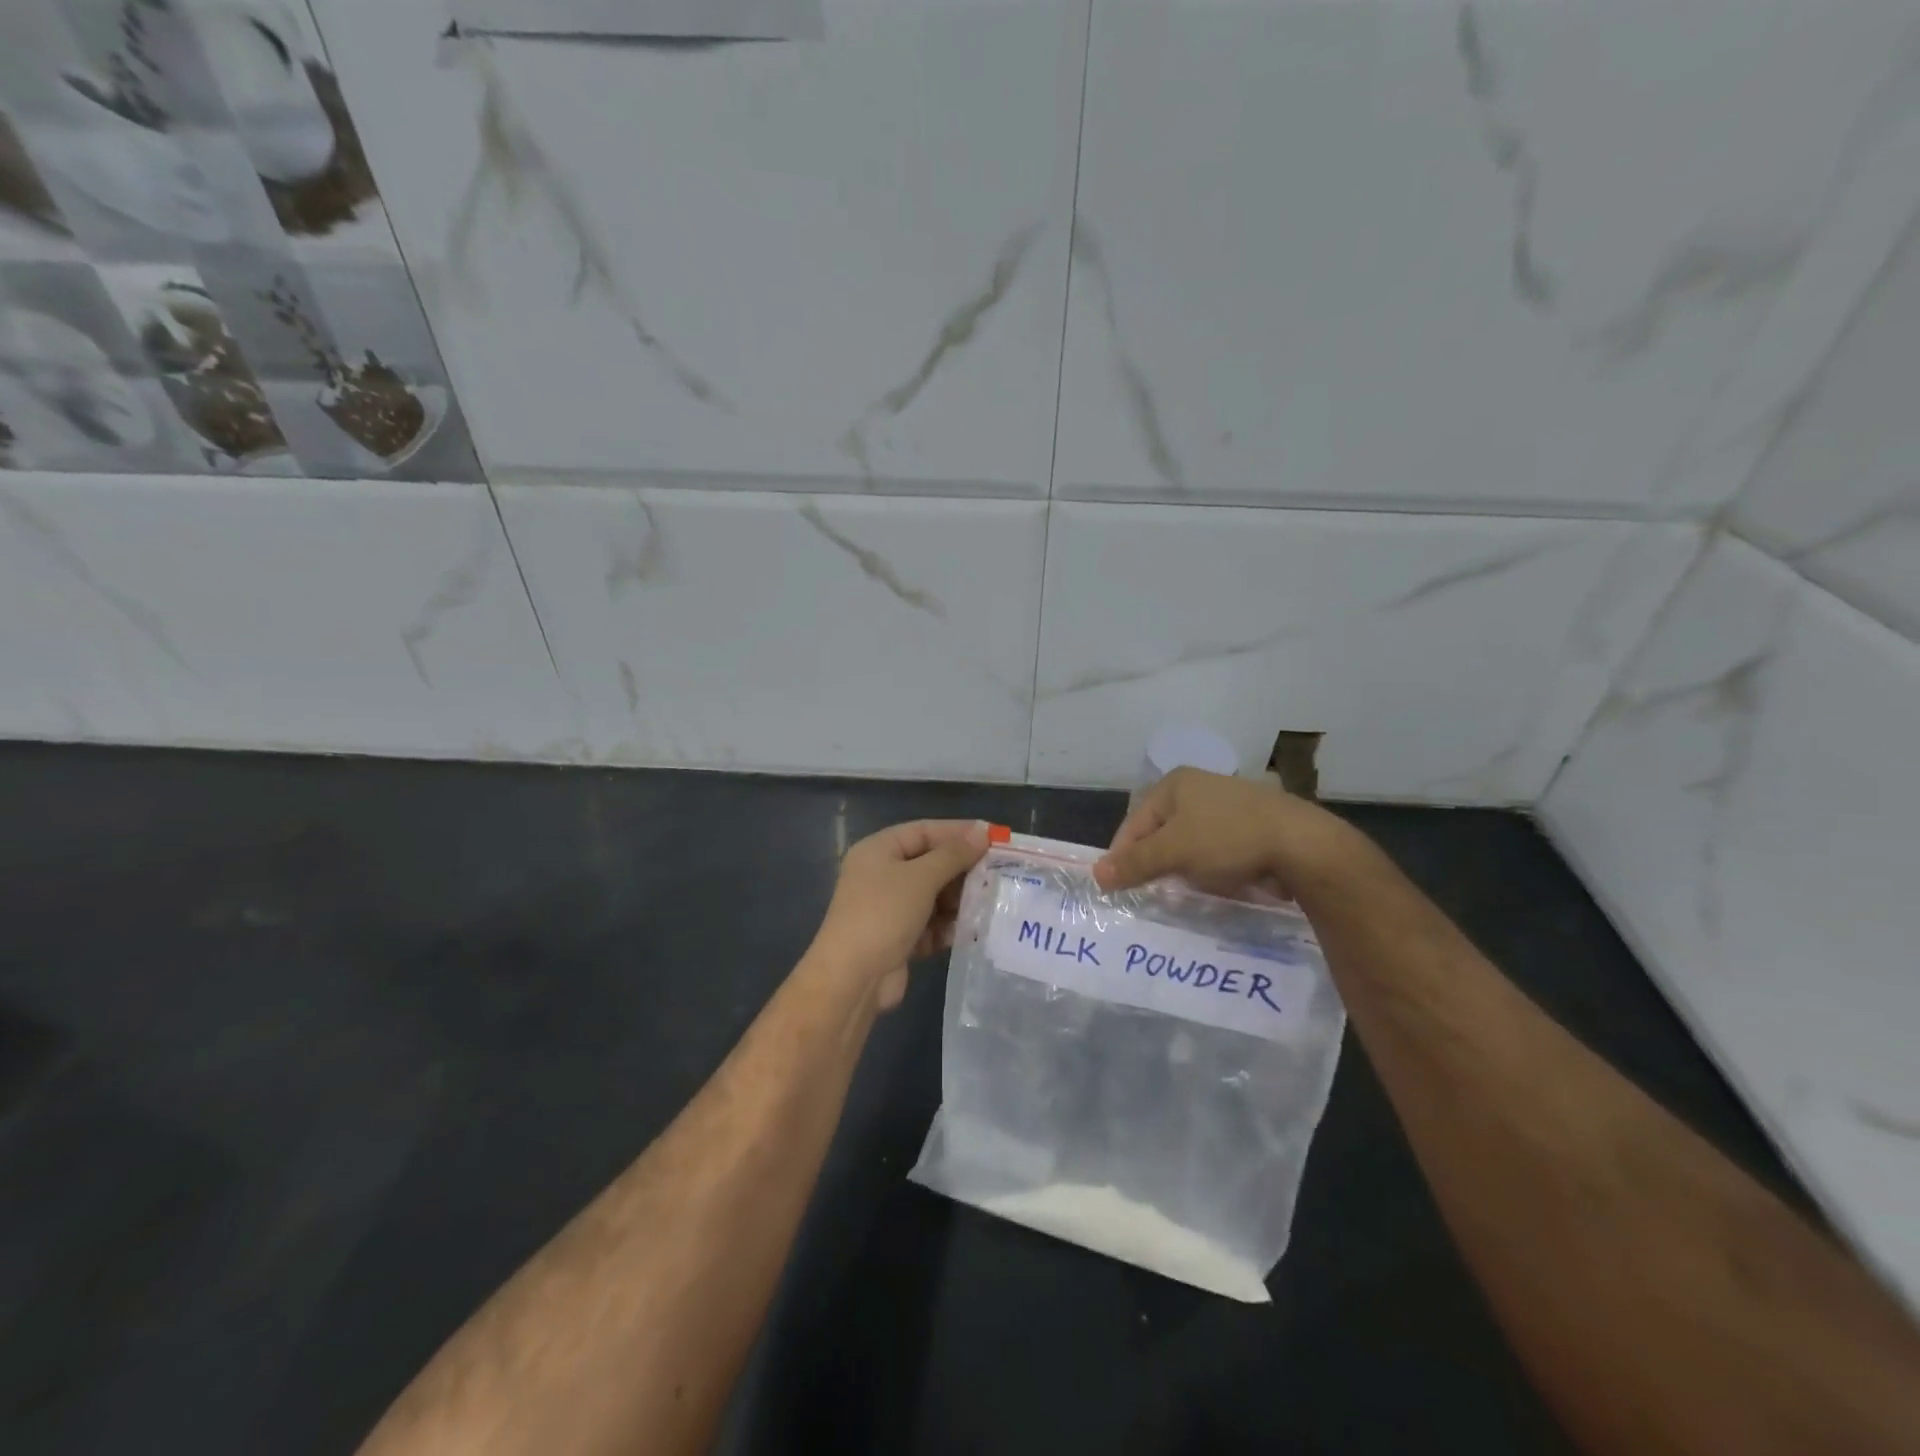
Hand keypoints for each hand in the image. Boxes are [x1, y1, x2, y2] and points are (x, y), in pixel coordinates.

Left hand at [809, 819, 990, 1008]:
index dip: (959, 832)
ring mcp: (889, 908)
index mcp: (878, 850)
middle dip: (962, 870)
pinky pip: (930, 924)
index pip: (924, 831)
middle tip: (997, 874)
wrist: (852, 979)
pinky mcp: (898, 938)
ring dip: (959, 900)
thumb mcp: (921, 878)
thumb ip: (954, 854)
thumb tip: (982, 831)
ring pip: (933, 896)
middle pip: (930, 863)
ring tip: (989, 903)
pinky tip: (971, 931)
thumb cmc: (884, 915)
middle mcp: (881, 875)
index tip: (994, 838)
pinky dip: (948, 926)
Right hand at [1094, 768, 1355, 898]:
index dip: (1122, 855)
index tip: (1117, 887)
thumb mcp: (1173, 852)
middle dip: (1154, 862)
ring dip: (1182, 868)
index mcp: (1175, 784)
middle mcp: (1198, 788)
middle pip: (1160, 832)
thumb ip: (1134, 864)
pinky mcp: (1251, 827)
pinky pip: (1216, 850)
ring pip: (1189, 843)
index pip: (1134, 823)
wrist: (1301, 845)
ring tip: (1181, 892)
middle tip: (1148, 892)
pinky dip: (1210, 868)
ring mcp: (1227, 806)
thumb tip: (1096, 876)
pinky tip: (1214, 885)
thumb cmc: (1227, 839)